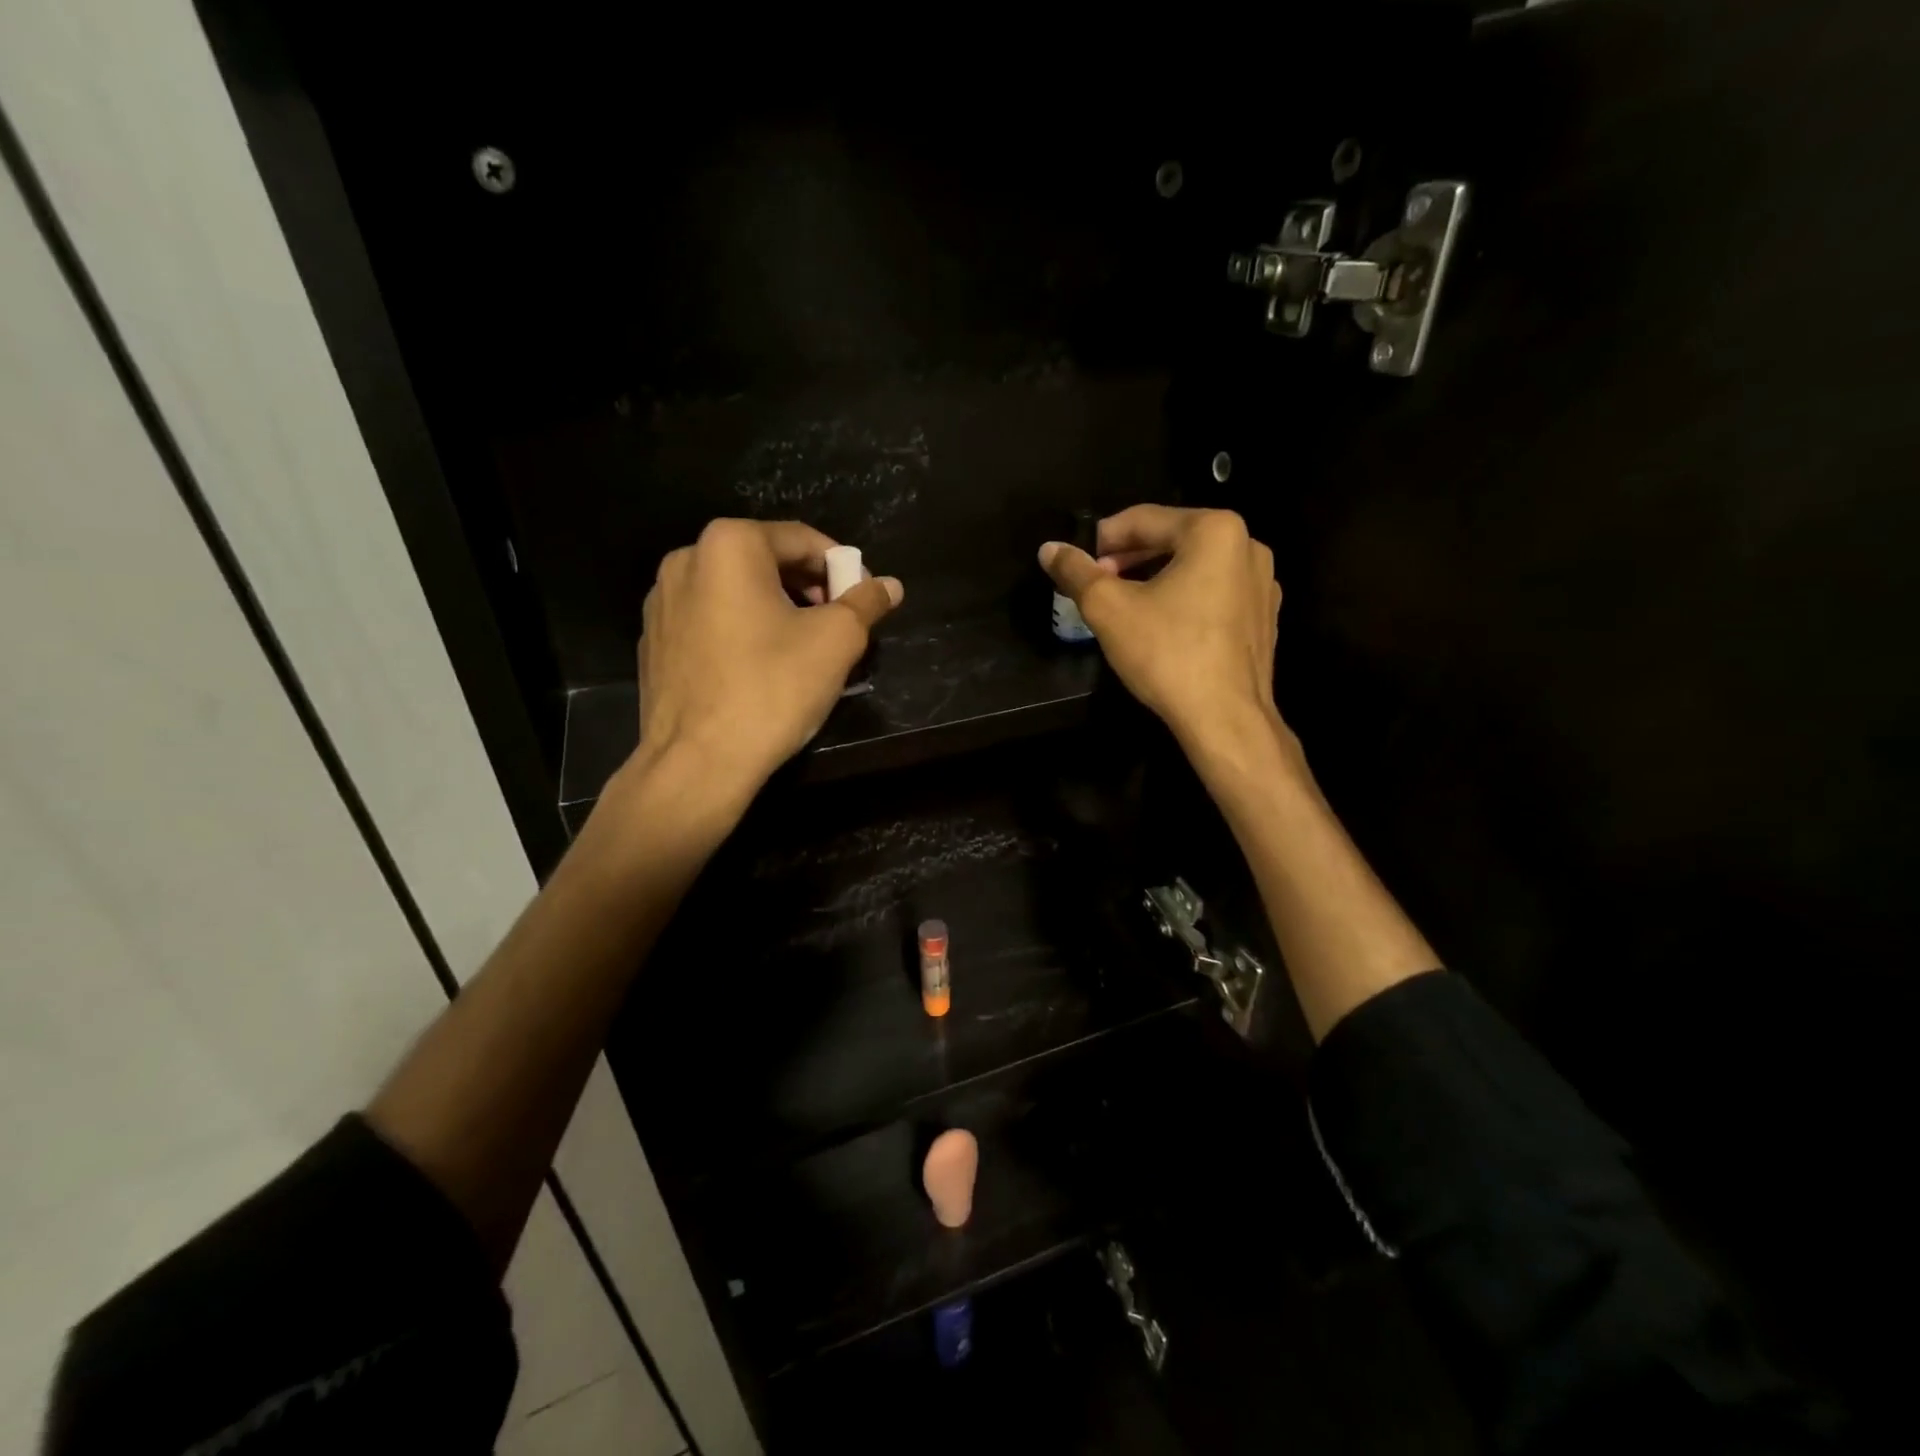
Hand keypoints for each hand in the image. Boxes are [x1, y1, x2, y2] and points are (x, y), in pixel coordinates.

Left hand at [632, 519, 902, 795]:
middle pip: (765, 561)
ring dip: (776, 609)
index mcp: (728, 545)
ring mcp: (661, 602)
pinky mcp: (653, 641)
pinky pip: (710, 621)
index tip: (863, 599)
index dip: (842, 567)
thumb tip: (890, 586)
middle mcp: (686, 560)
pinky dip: (741, 630)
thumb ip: (866, 603)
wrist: (697, 763)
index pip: (802, 539)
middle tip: (837, 624)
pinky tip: (760, 669)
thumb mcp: (837, 642)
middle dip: (808, 588)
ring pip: (736, 592)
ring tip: (803, 648)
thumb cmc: (772, 689)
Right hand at [1039, 505, 1283, 750]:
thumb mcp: (1108, 608)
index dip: (1103, 539)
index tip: (1079, 564)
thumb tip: (1049, 549)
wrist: (1225, 718)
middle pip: (1172, 540)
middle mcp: (1247, 546)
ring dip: (1154, 579)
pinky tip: (1162, 628)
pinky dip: (1184, 600)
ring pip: (1194, 568)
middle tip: (1098, 585)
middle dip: (1129, 559)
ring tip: (1124, 606)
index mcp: (1215, 530)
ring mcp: (1262, 584)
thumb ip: (1076, 572)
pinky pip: (1215, 594)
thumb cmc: (1167, 653)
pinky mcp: (1264, 618)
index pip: (1143, 519)